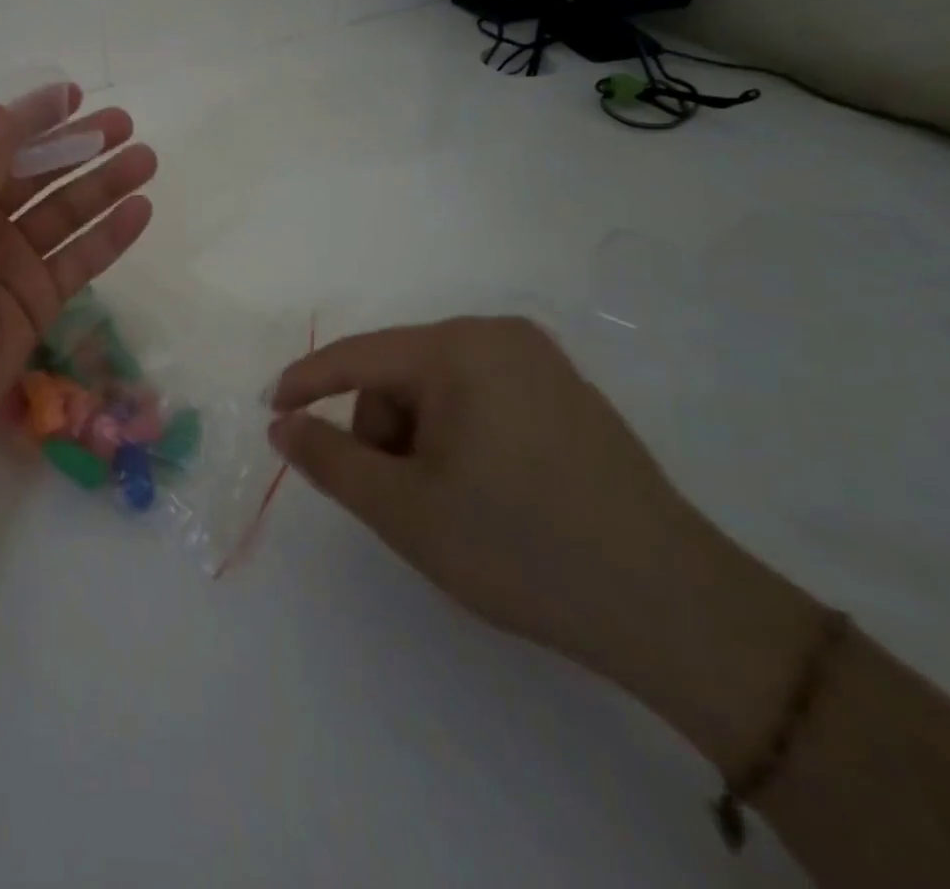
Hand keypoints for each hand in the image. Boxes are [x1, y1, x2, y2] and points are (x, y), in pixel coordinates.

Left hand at [0, 86, 156, 462]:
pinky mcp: (35, 303)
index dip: (33, 118)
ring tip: (145, 160)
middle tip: (124, 125)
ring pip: (64, 215)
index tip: (75, 95)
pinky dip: (108, 237)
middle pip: (36, 176)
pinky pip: (78, 261)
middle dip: (78, 148)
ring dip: (103, 187)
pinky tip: (140, 210)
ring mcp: (8, 264)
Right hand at [267, 318, 812, 705]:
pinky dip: (457, 440)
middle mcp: (500, 337)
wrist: (679, 611)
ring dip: (419, 442)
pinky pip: (479, 400)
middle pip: (399, 376)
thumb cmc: (521, 547)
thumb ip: (329, 459)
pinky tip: (486, 493)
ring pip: (437, 391)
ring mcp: (541, 363)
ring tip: (449, 505)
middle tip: (402, 500)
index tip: (271, 410)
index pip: (358, 357)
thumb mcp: (404, 509)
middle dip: (383, 434)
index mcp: (460, 348)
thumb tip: (281, 424)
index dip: (305, 383)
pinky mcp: (567, 395)